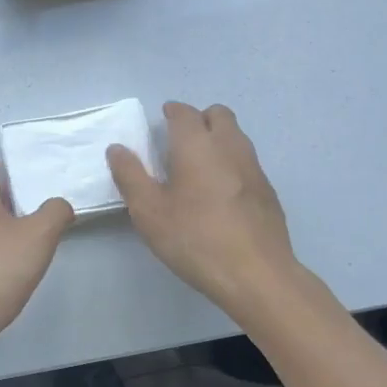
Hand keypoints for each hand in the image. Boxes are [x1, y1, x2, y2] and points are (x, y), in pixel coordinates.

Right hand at [107, 101, 300, 312]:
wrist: (257, 275)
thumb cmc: (195, 238)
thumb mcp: (149, 211)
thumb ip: (130, 176)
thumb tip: (117, 149)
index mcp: (197, 145)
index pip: (185, 113)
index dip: (173, 112)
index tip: (163, 119)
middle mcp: (230, 146)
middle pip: (219, 115)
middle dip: (200, 119)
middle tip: (180, 140)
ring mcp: (254, 168)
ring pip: (236, 137)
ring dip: (218, 139)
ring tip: (198, 166)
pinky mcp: (269, 192)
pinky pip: (247, 162)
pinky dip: (232, 163)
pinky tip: (221, 193)